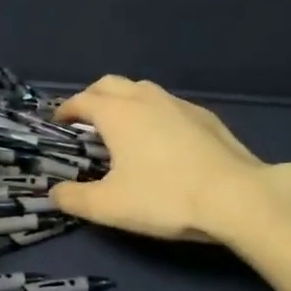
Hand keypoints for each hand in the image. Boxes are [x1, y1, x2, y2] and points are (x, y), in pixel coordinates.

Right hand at [52, 76, 280, 242]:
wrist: (236, 197)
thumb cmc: (165, 197)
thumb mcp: (110, 206)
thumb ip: (75, 199)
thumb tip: (54, 194)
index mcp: (117, 114)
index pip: (82, 100)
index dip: (66, 110)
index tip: (58, 122)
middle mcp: (145, 99)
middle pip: (110, 84)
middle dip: (93, 97)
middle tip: (85, 119)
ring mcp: (178, 104)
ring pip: (142, 90)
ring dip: (124, 100)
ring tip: (122, 125)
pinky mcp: (205, 117)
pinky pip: (168, 104)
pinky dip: (153, 112)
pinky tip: (162, 138)